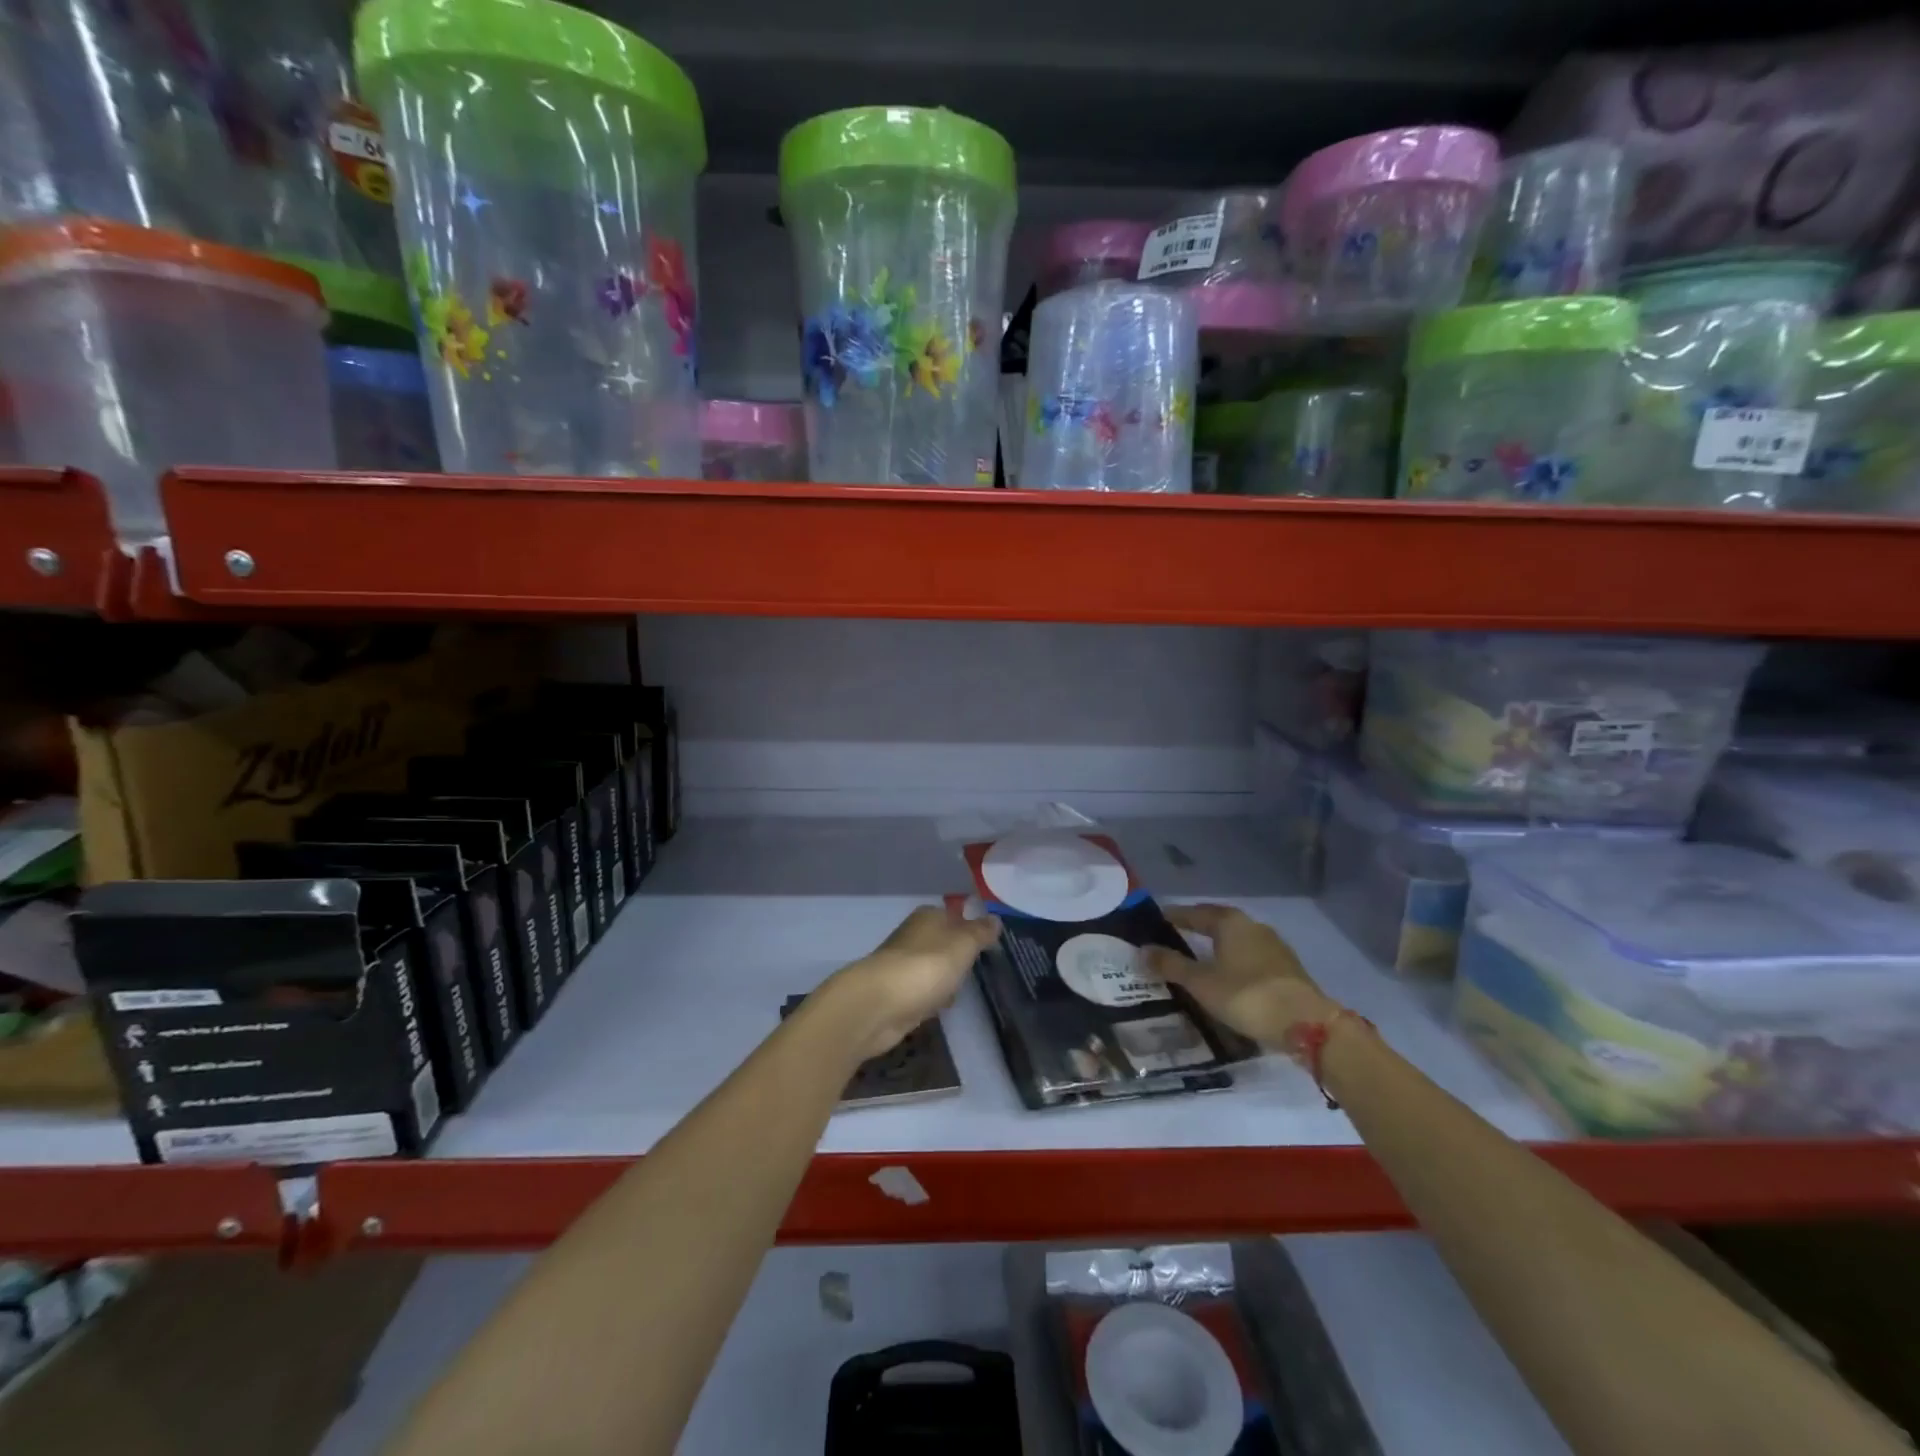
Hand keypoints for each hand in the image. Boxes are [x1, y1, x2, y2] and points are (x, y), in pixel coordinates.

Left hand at [821, 905, 1001, 1060]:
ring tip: (964, 989)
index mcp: (928, 917)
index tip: (990, 944)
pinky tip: (942, 1007)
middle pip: (943, 942)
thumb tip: (995, 919)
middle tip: (980, 967)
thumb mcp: (964, 944)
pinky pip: (922, 991)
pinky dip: (932, 997)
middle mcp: (913, 935)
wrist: (879, 1004)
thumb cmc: (927, 966)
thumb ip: (981, 932)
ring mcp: (902, 965)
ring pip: (933, 967)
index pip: (955, 915)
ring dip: (945, 978)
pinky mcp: (896, 993)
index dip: (971, 928)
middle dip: (958, 955)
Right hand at [1144, 904, 1335, 1047]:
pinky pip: (1250, 957)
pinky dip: (1233, 961)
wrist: (1306, 1024)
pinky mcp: (1286, 969)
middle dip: (1195, 929)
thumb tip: (1142, 950)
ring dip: (1216, 946)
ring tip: (1197, 958)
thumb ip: (1170, 965)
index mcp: (1230, 922)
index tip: (1154, 922)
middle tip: (1173, 938)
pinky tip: (1226, 976)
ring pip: (1235, 940)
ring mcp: (1274, 947)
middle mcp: (1252, 926)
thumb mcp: (1201, 983)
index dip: (1173, 916)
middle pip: (1217, 922)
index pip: (1194, 912)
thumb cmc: (1246, 995)